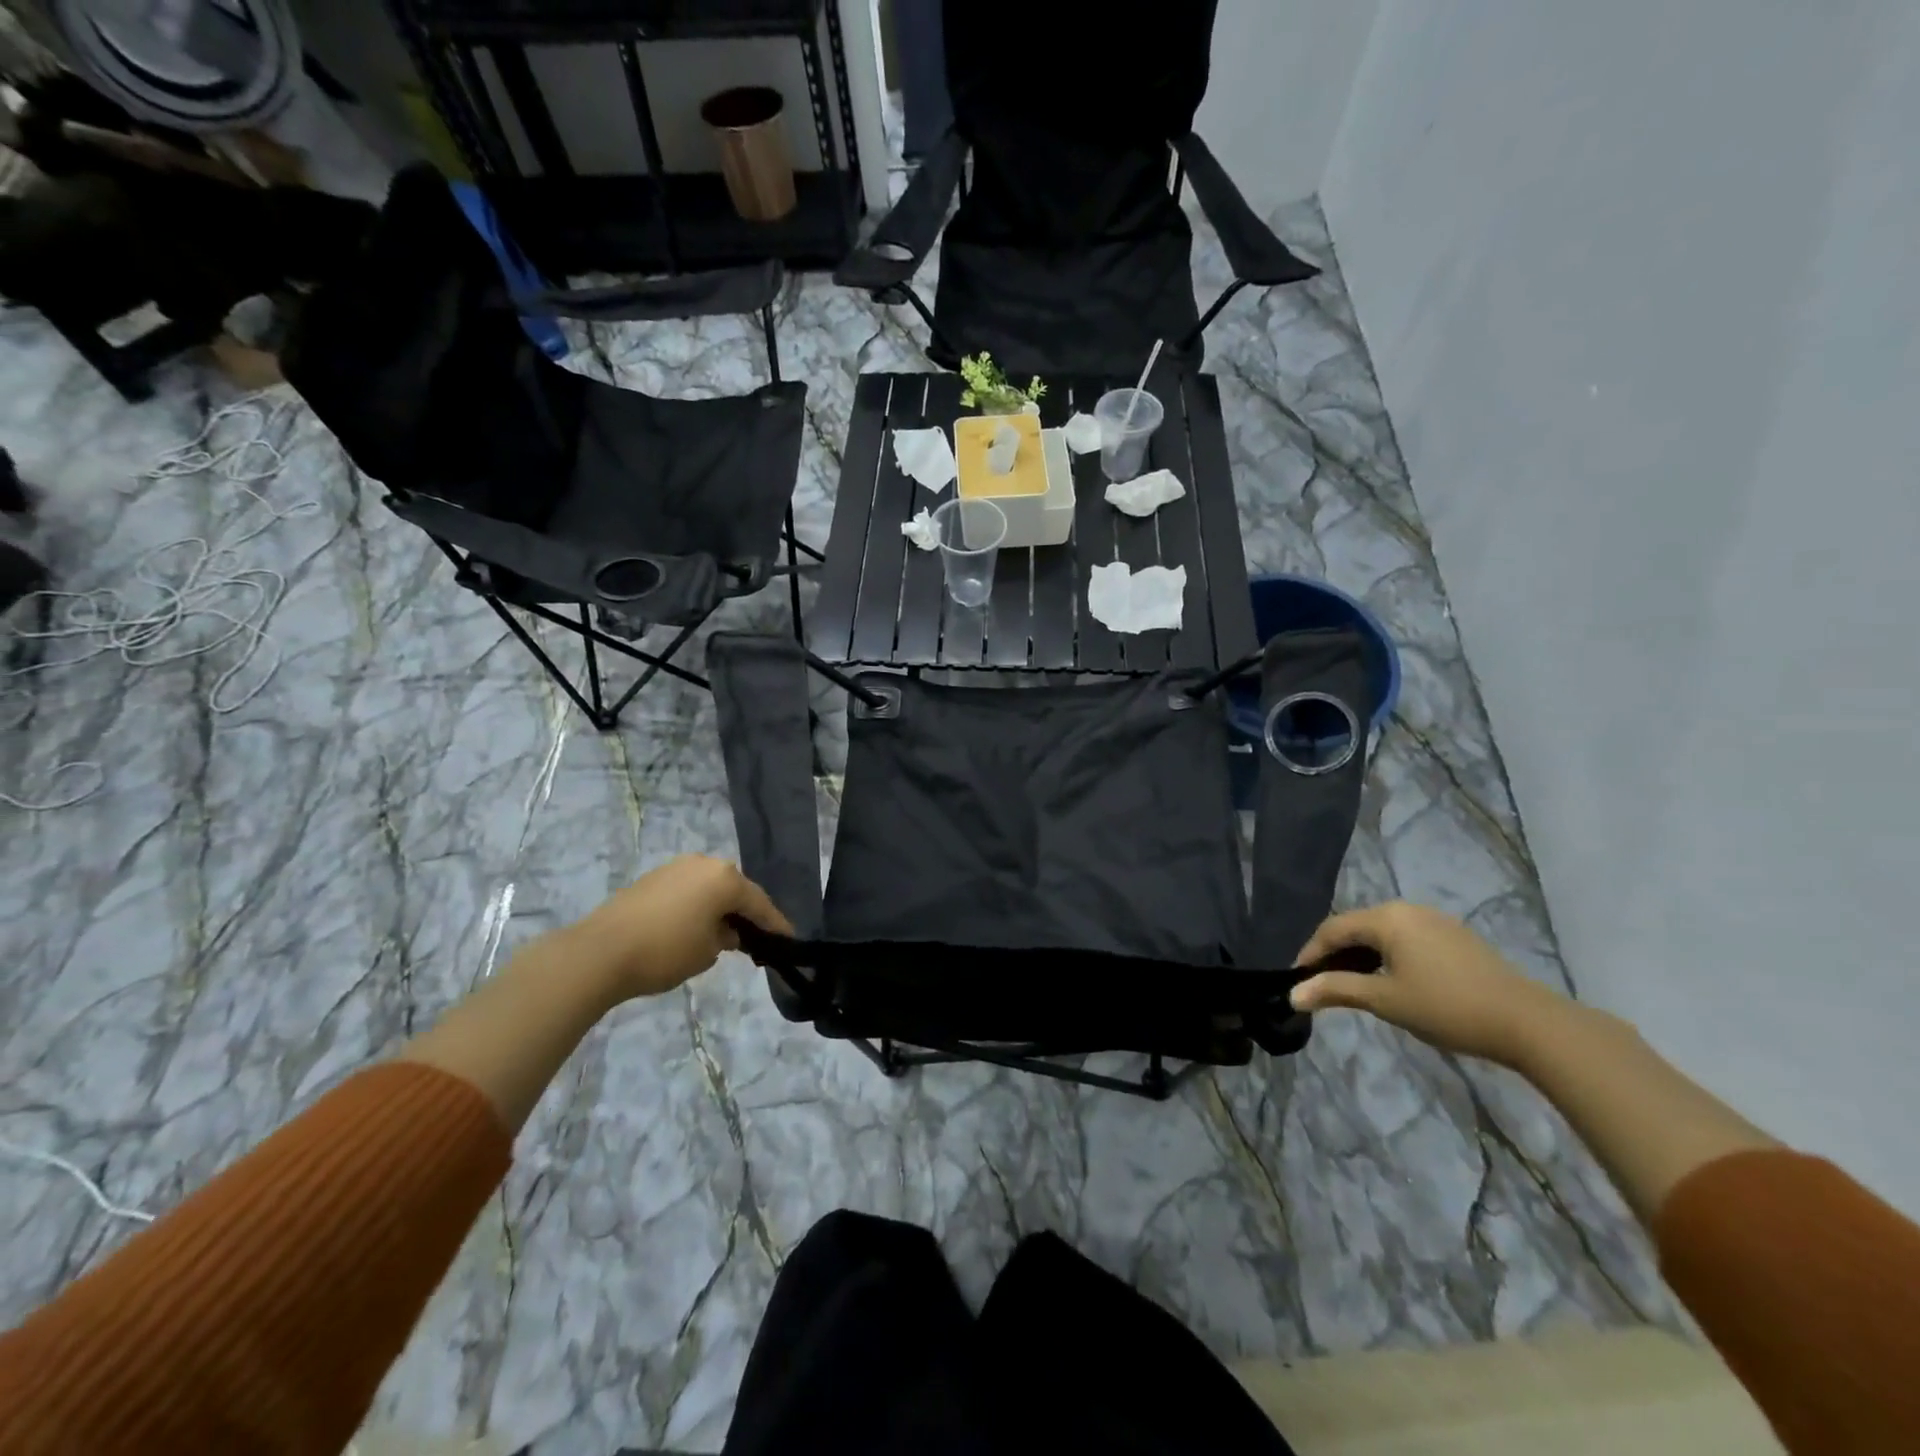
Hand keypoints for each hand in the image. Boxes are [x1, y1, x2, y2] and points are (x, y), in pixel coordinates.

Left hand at [564, 855, 793, 1001]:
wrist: (600, 951)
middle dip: (746, 912)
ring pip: (710, 887)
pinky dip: (698, 905)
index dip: (775, 924)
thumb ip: (726, 938)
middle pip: (735, 889)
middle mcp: (704, 863)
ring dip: (719, 907)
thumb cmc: (665, 951)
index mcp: (725, 878)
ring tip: (725, 933)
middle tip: (756, 936)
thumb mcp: (707, 952)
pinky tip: (696, 925)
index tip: (789, 940)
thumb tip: (725, 931)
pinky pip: (688, 890)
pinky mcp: (653, 878)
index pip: (759, 903)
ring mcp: (676, 867)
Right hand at [1288, 902, 1567, 1065]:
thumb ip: (1336, 991)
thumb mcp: (1385, 1000)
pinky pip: (1405, 938)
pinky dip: (1386, 956)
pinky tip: (1390, 981)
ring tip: (1352, 986)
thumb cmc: (1447, 1007)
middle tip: (1322, 986)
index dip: (1310, 954)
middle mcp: (1407, 910)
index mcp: (1386, 918)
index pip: (1332, 929)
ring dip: (1360, 956)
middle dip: (1334, 955)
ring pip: (1381, 933)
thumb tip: (1292, 994)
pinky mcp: (1454, 937)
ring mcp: (1434, 921)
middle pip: (1356, 927)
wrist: (1528, 1022)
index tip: (1298, 982)